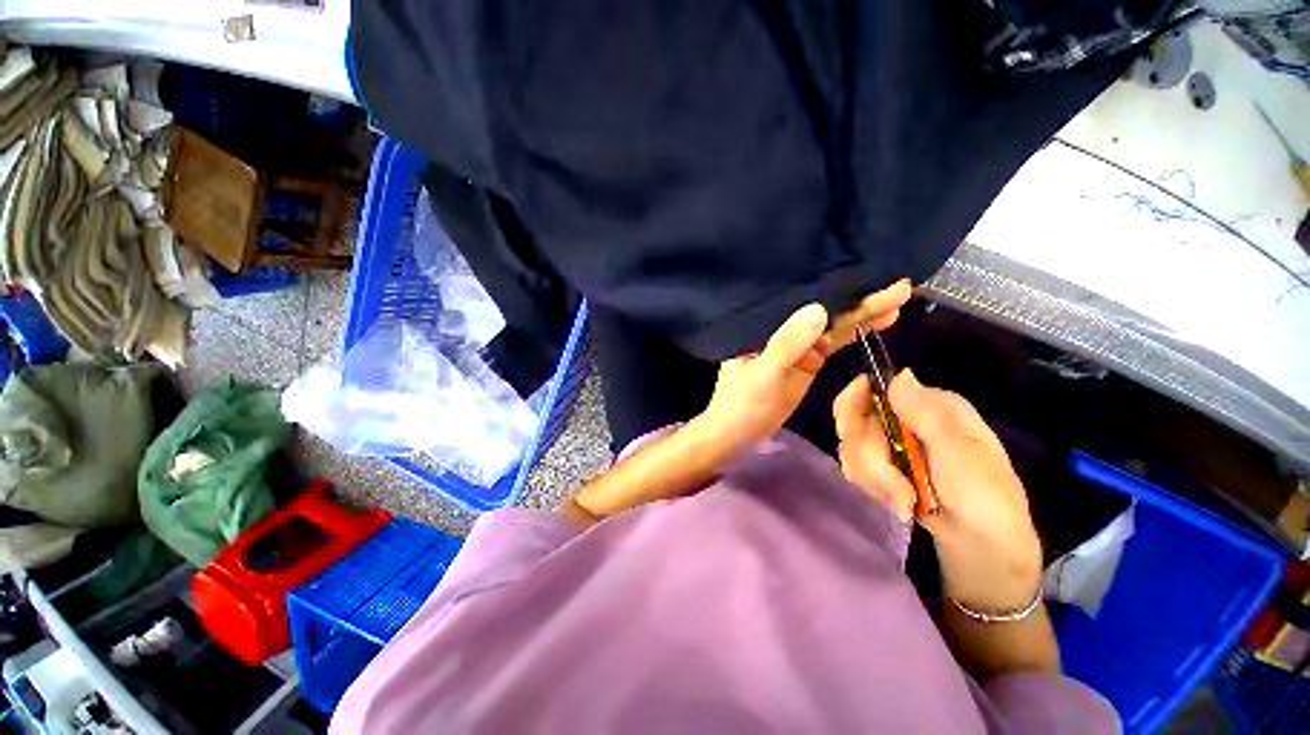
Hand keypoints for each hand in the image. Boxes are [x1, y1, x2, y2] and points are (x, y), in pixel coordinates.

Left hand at [698, 281, 911, 461]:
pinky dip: (856, 332)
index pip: (802, 301)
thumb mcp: (762, 375)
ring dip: (863, 312)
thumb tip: (819, 309)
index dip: (835, 289)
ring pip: (833, 325)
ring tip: (899, 295)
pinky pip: (835, 343)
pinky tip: (882, 320)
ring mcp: (797, 345)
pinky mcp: (809, 362)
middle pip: (823, 311)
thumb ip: (786, 345)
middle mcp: (782, 329)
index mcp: (764, 326)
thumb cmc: (741, 404)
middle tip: (898, 284)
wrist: (737, 434)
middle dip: (858, 298)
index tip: (868, 274)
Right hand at [833, 369, 1041, 613]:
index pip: (872, 389)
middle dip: (870, 459)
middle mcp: (906, 419)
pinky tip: (899, 502)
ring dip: (874, 479)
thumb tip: (900, 374)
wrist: (983, 549)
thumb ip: (928, 416)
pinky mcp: (883, 467)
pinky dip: (874, 487)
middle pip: (854, 421)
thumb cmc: (986, 500)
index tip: (851, 431)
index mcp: (930, 406)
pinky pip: (856, 467)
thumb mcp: (963, 457)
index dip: (853, 405)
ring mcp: (893, 444)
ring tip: (906, 502)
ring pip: (851, 447)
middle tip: (898, 488)